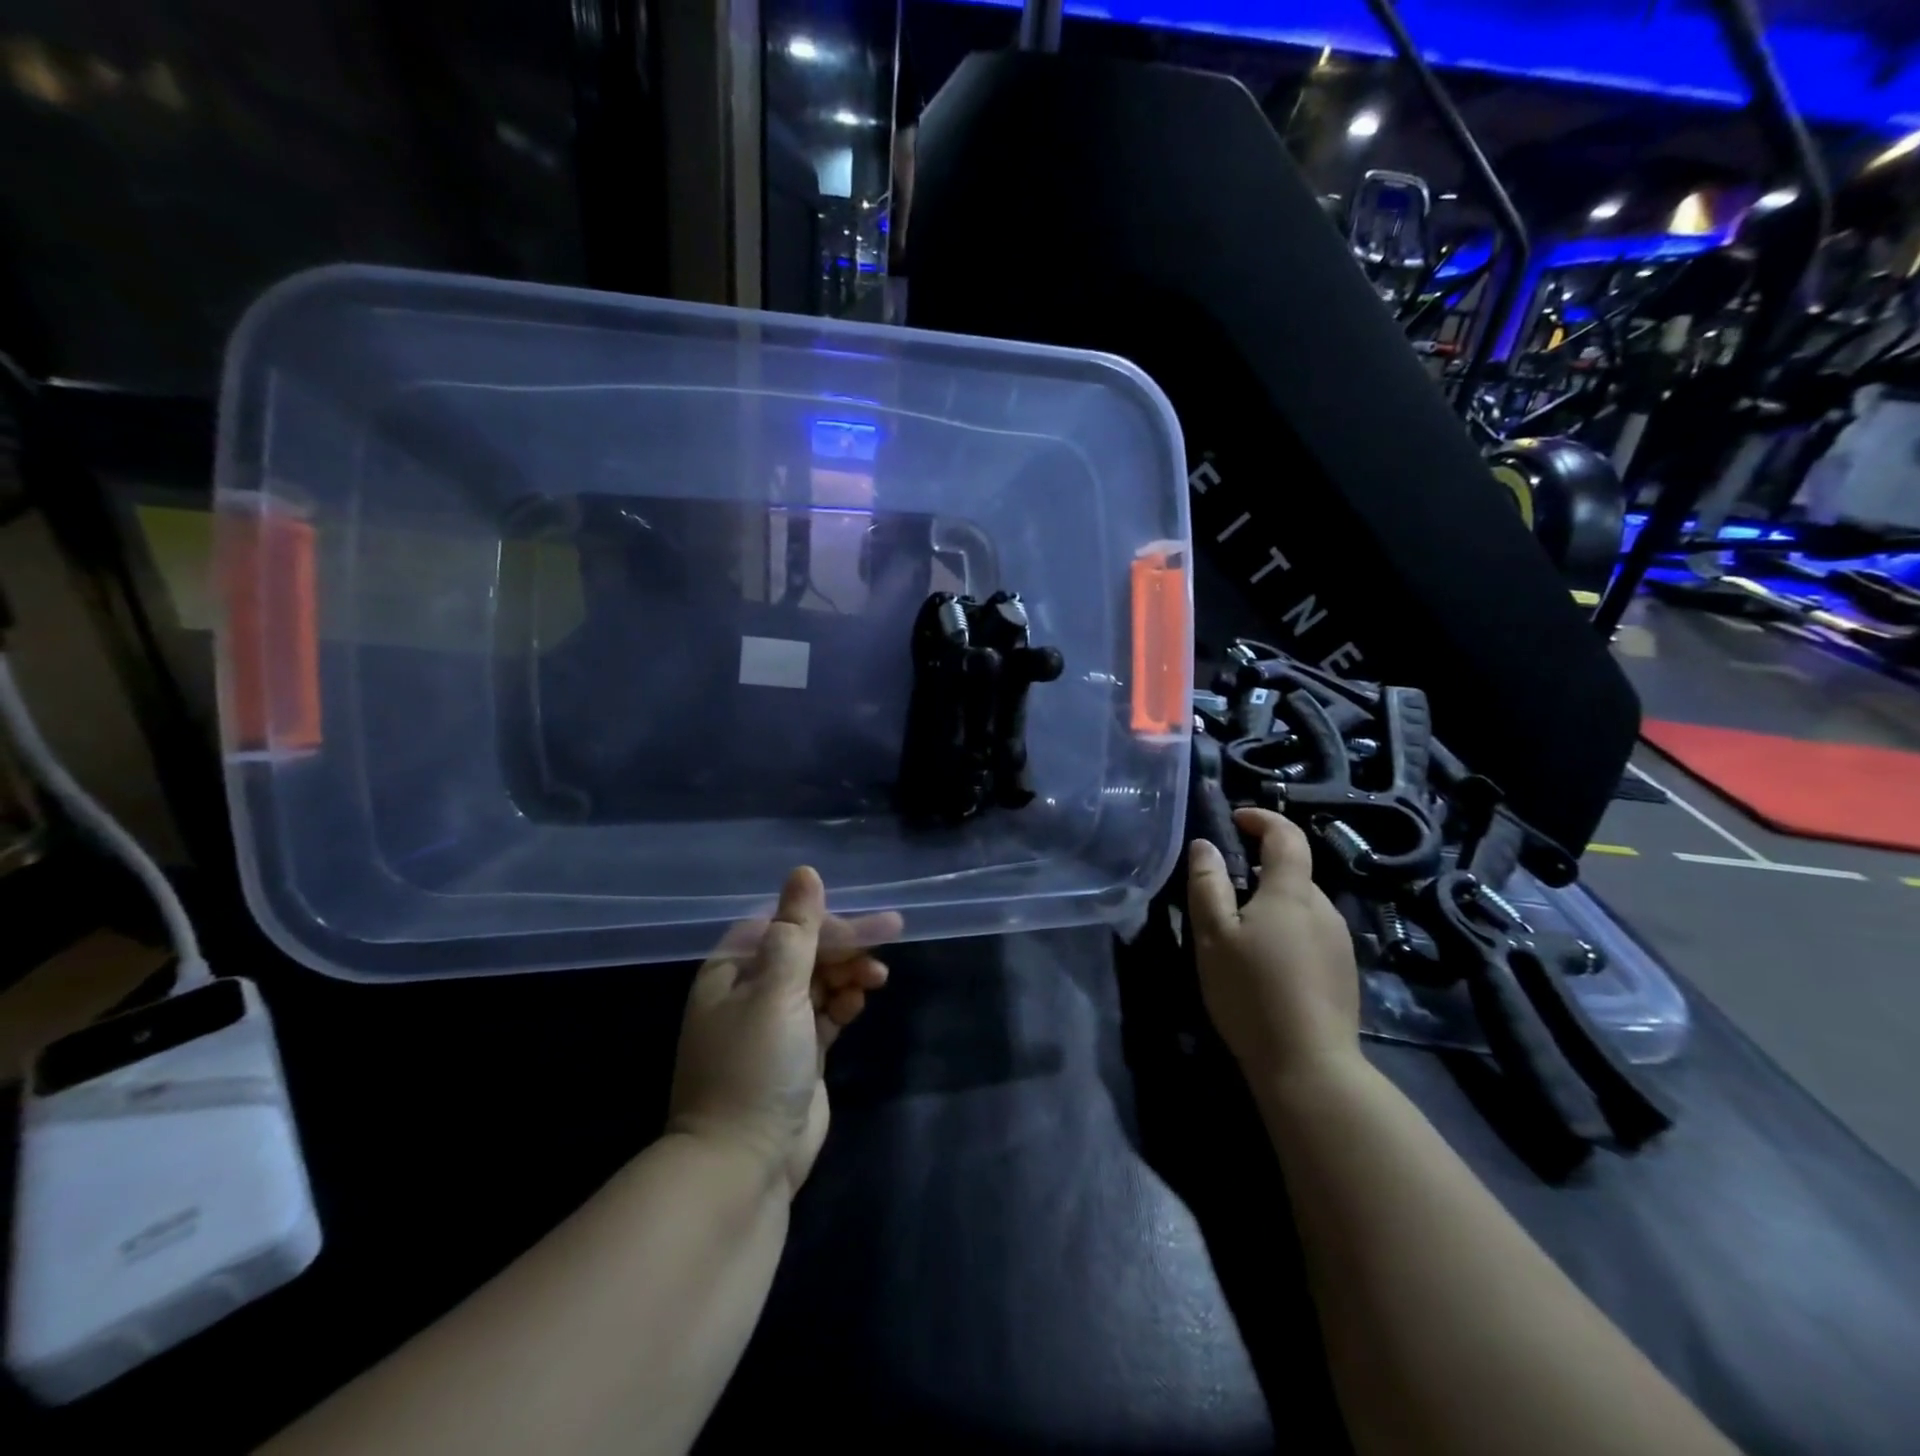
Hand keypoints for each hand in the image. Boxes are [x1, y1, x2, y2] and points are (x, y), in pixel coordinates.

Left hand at [667, 867, 899, 1196]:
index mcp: (732, 972)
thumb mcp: (776, 991)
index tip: (866, 924)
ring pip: (818, 980)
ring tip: (875, 979)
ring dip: (848, 972)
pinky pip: (825, 1013)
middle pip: (804, 950)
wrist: (742, 1167)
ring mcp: (774, 1025)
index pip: (783, 926)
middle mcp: (750, 992)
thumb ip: (795, 931)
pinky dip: (844, 1003)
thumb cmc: (754, 1067)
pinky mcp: (798, 1054)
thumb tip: (804, 872)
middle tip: (891, 936)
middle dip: (844, 945)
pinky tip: (860, 1003)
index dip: (825, 920)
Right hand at [1187, 808, 1360, 1086]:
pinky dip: (1286, 930)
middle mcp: (1324, 908)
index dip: (1262, 819)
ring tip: (1239, 933)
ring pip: (1301, 905)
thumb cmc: (1252, 992)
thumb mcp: (1213, 936)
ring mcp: (1339, 942)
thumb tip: (1205, 845)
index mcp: (1292, 892)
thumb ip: (1207, 885)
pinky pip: (1310, 932)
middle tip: (1222, 889)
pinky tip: (1266, 964)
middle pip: (1294, 871)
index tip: (1235, 819)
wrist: (1310, 1066)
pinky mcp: (1344, 972)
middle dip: (1260, 867)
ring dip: (1272, 903)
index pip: (1286, 836)